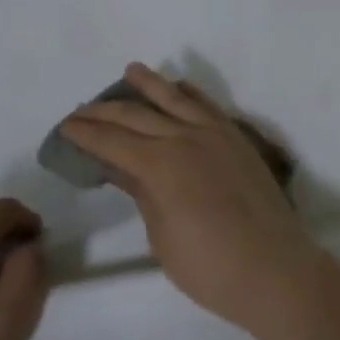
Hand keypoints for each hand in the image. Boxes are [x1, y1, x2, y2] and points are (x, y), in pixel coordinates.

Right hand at [59, 63, 316, 330]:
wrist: (274, 268)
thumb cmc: (209, 266)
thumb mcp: (162, 235)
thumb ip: (142, 193)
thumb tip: (119, 167)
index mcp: (161, 165)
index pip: (113, 141)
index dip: (86, 133)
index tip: (65, 127)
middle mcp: (187, 138)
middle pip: (138, 115)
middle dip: (106, 110)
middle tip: (83, 109)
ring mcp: (217, 134)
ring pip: (176, 98)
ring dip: (150, 84)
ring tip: (130, 71)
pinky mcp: (238, 139)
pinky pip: (210, 105)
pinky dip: (191, 93)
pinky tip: (180, 88)